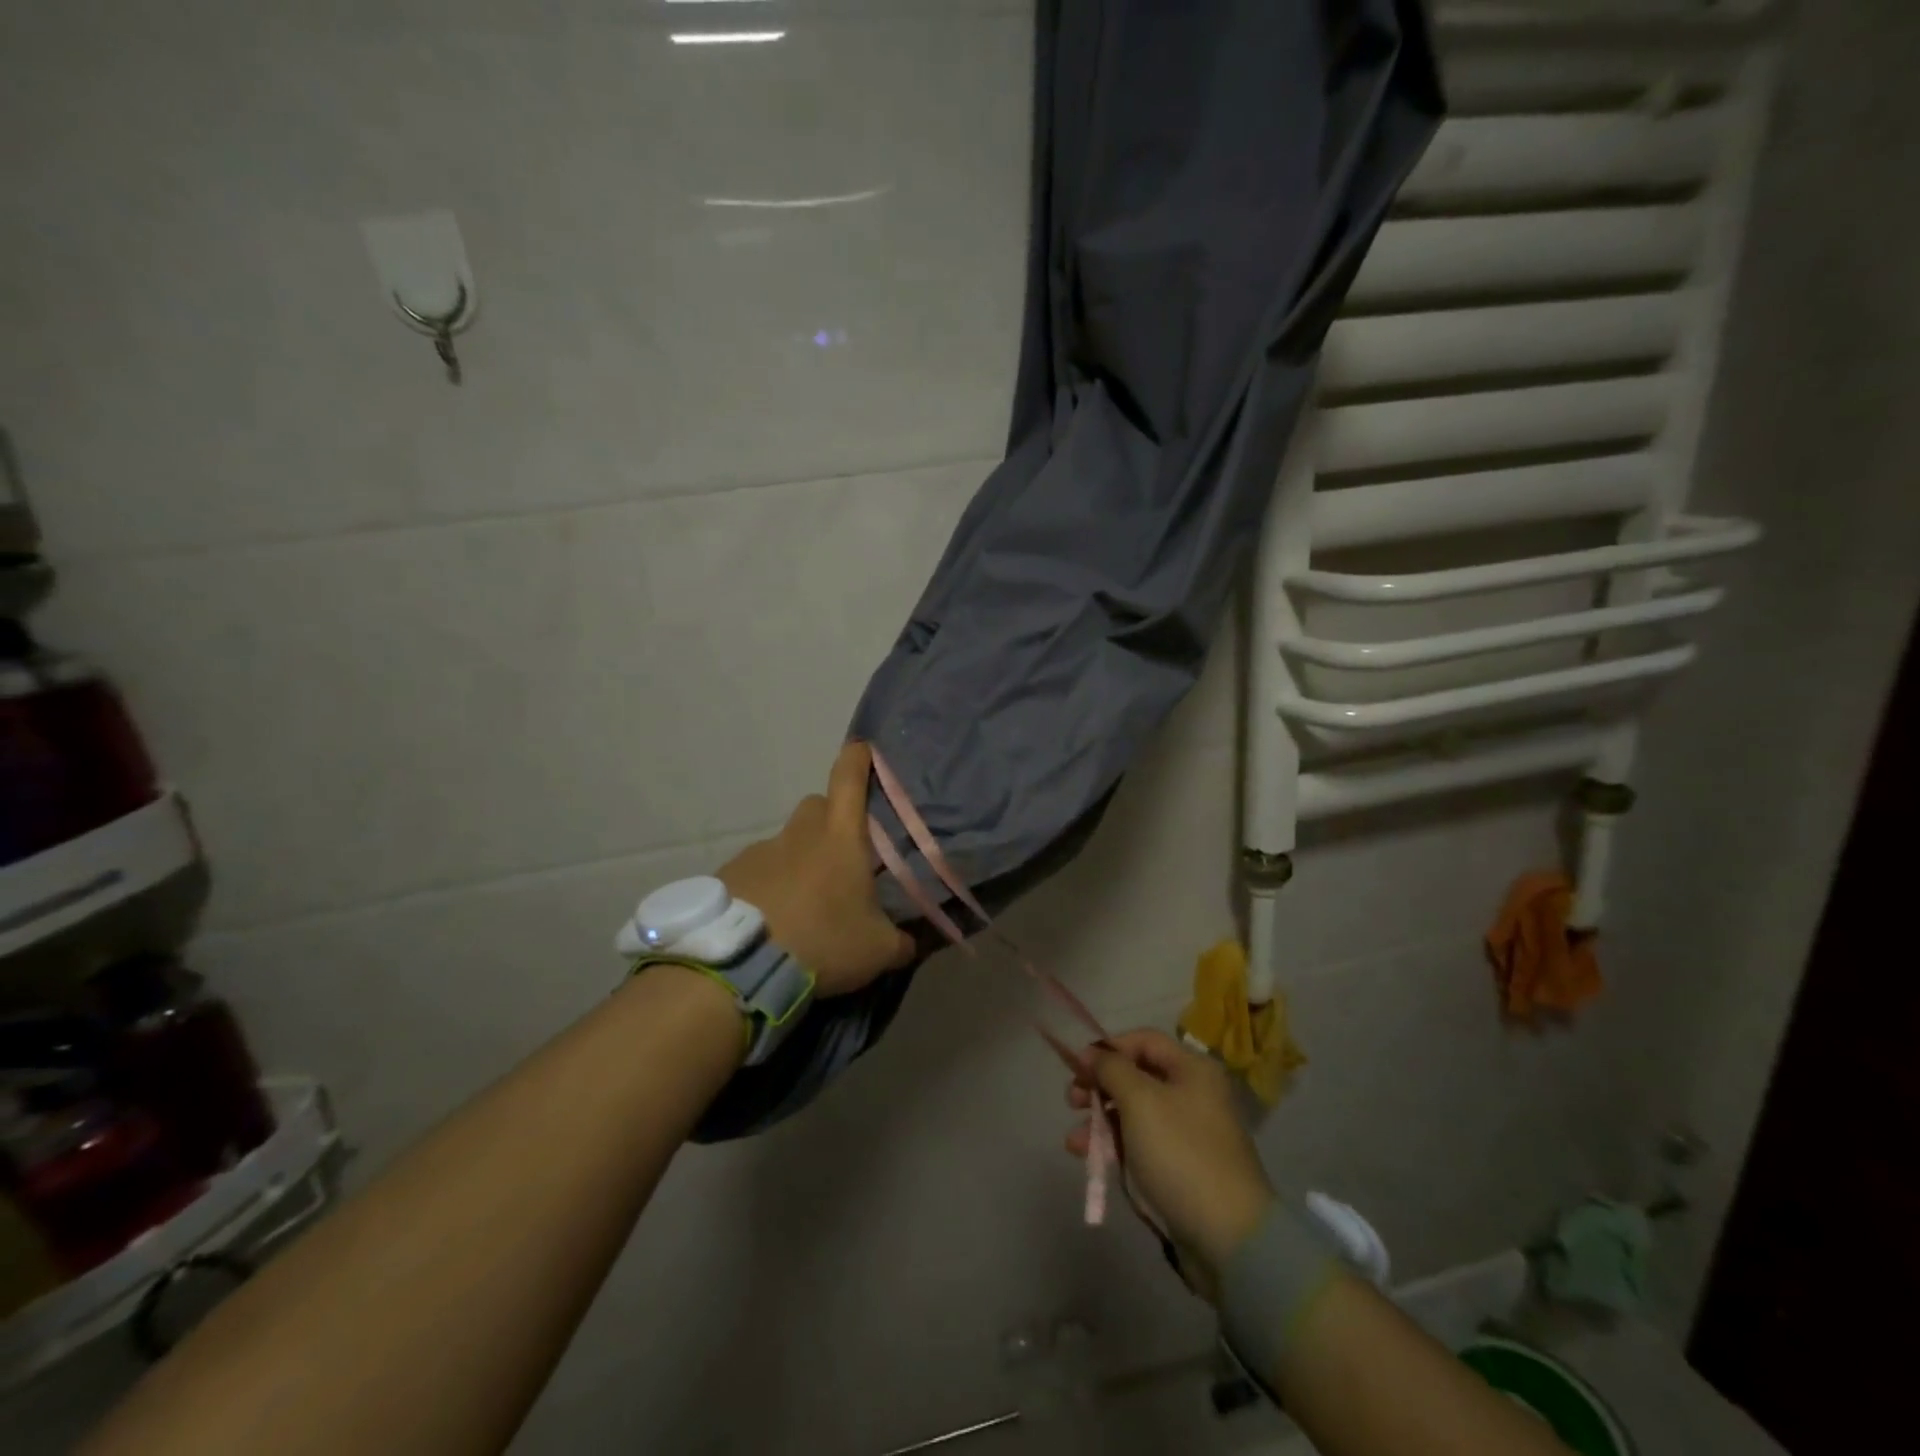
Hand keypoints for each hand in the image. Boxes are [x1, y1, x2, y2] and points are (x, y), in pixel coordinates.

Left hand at [717, 741, 915, 998]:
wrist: (741, 965)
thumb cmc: (823, 942)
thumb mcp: (877, 951)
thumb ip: (902, 942)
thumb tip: (912, 943)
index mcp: (840, 836)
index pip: (849, 777)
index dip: (858, 758)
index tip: (864, 750)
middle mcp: (799, 833)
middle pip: (817, 806)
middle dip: (831, 820)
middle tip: (842, 857)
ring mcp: (759, 850)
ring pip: (786, 842)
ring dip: (798, 860)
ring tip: (805, 903)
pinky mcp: (730, 874)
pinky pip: (757, 870)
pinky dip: (768, 885)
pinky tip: (773, 920)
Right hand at [1065, 1030, 1274, 1289]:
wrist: (1227, 1237)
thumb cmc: (1181, 1153)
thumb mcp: (1140, 1101)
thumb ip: (1111, 1068)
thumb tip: (1092, 1053)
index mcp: (1192, 1069)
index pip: (1143, 1040)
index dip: (1108, 1048)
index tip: (1077, 1067)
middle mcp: (1193, 1093)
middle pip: (1136, 1075)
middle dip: (1099, 1086)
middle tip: (1072, 1101)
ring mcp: (1186, 1131)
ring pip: (1134, 1112)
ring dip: (1100, 1120)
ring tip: (1074, 1141)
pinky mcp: (1179, 1166)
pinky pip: (1140, 1142)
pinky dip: (1114, 1144)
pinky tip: (1088, 1157)